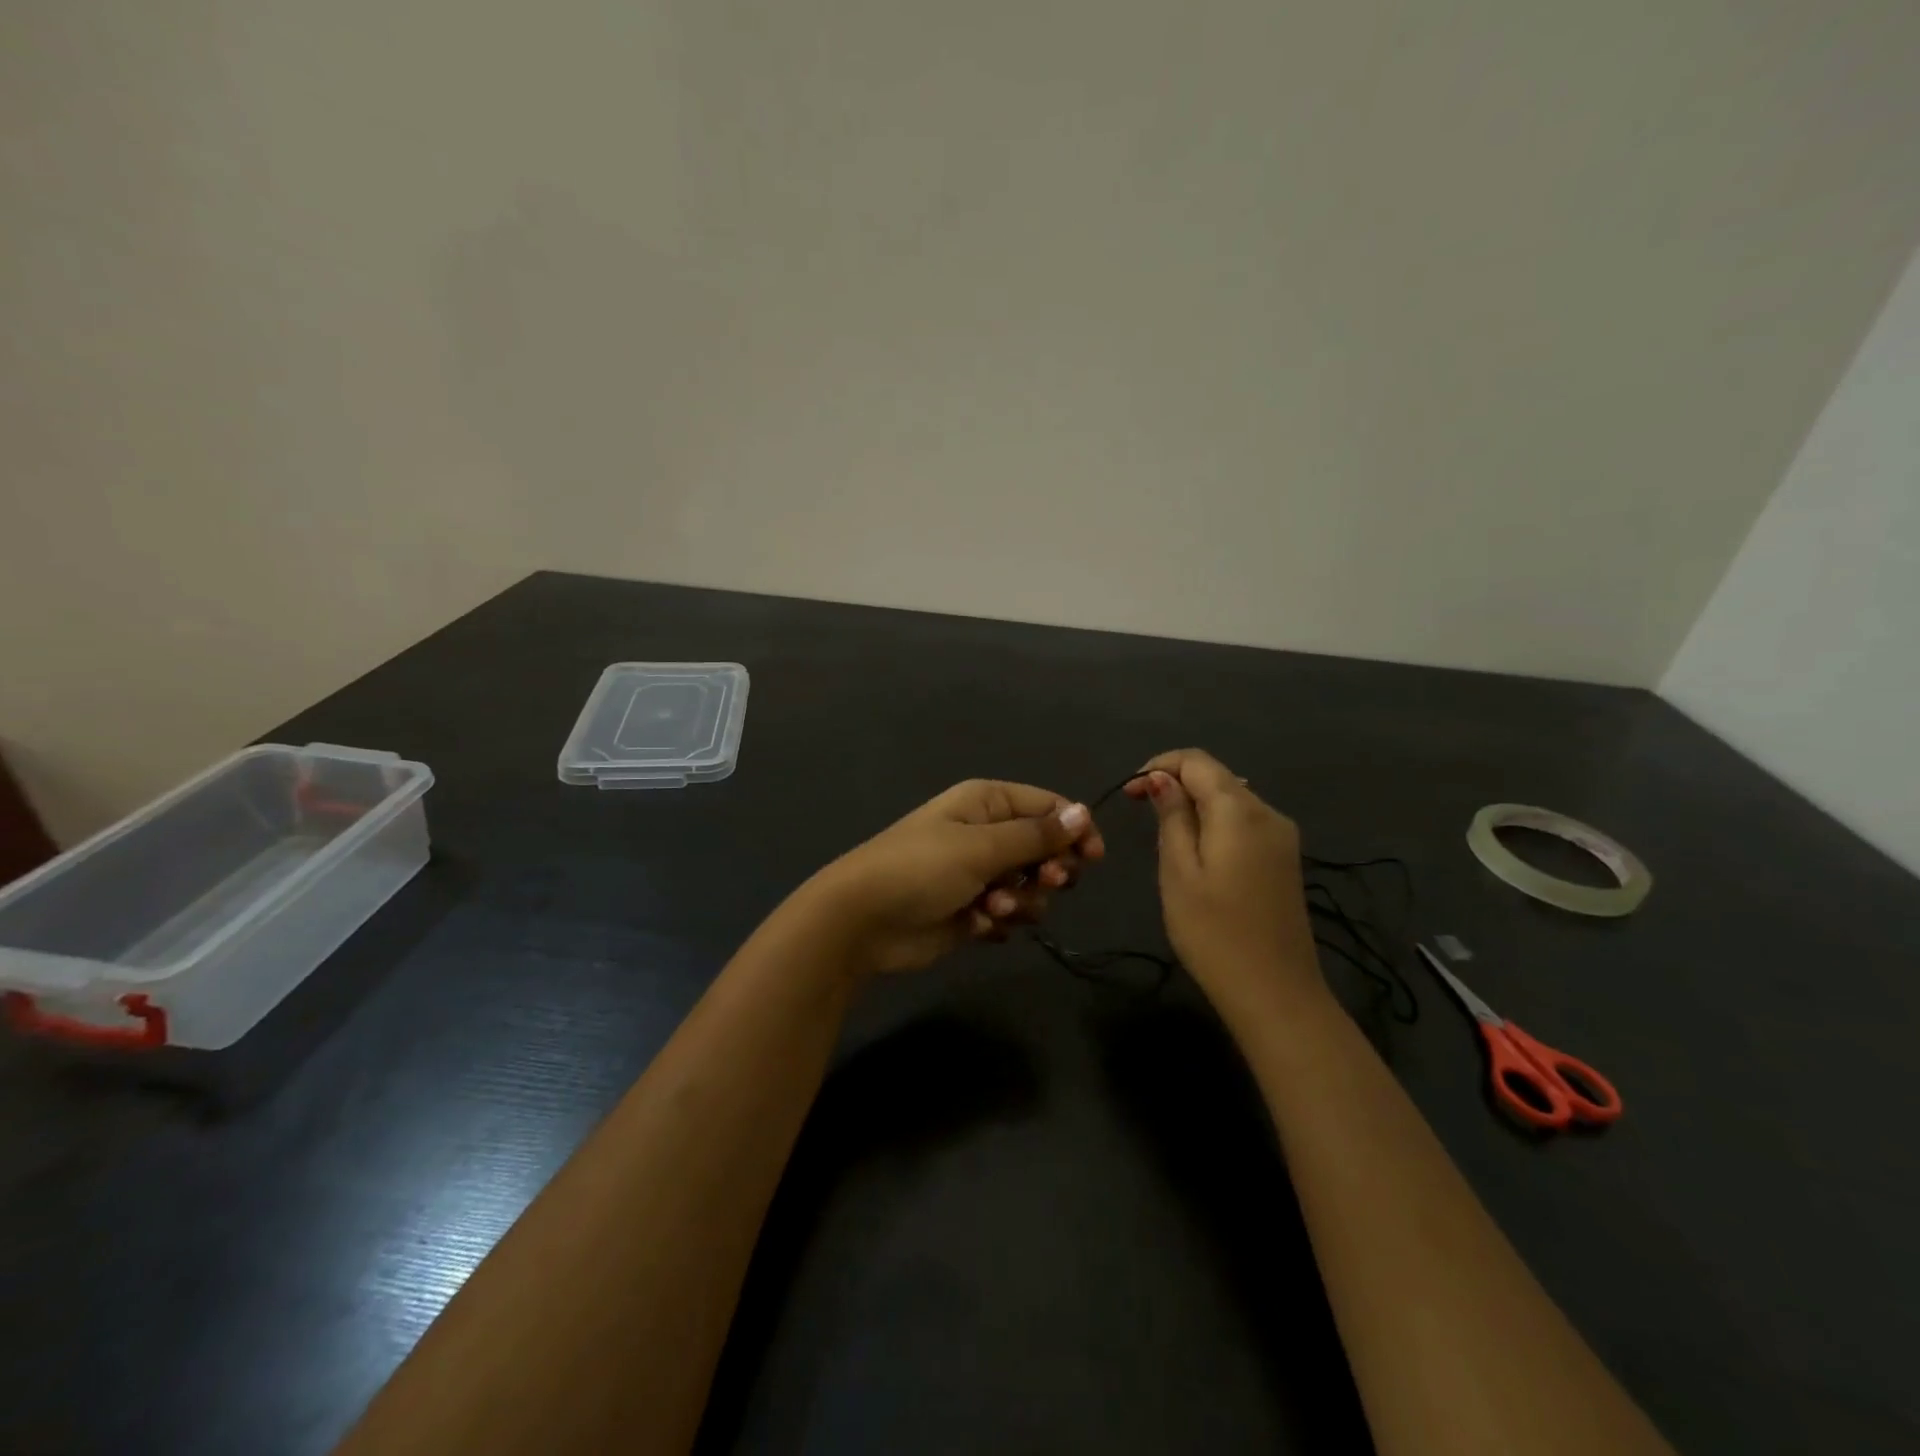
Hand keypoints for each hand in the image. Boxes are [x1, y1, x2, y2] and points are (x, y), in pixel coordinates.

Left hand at [804, 780, 1104, 975]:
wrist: (862, 921)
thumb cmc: (921, 869)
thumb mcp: (981, 846)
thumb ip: (1036, 834)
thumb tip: (1083, 812)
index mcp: (986, 803)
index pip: (1047, 806)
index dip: (1074, 828)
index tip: (1093, 857)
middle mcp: (984, 833)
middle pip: (1043, 849)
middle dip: (1048, 870)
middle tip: (1045, 883)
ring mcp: (977, 874)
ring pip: (1029, 887)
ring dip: (1021, 901)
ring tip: (994, 907)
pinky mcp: (971, 911)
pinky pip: (1006, 914)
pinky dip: (998, 921)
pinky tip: (977, 925)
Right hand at [1124, 750, 1325, 1017]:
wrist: (1276, 993)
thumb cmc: (1214, 934)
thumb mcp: (1178, 872)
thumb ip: (1172, 817)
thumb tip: (1161, 778)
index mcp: (1240, 811)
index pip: (1197, 761)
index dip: (1158, 765)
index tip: (1128, 792)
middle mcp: (1268, 813)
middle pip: (1217, 776)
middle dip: (1175, 781)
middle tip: (1139, 810)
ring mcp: (1282, 837)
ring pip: (1232, 798)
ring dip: (1195, 802)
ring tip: (1164, 831)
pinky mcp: (1286, 859)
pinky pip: (1245, 821)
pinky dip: (1215, 821)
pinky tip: (1197, 849)